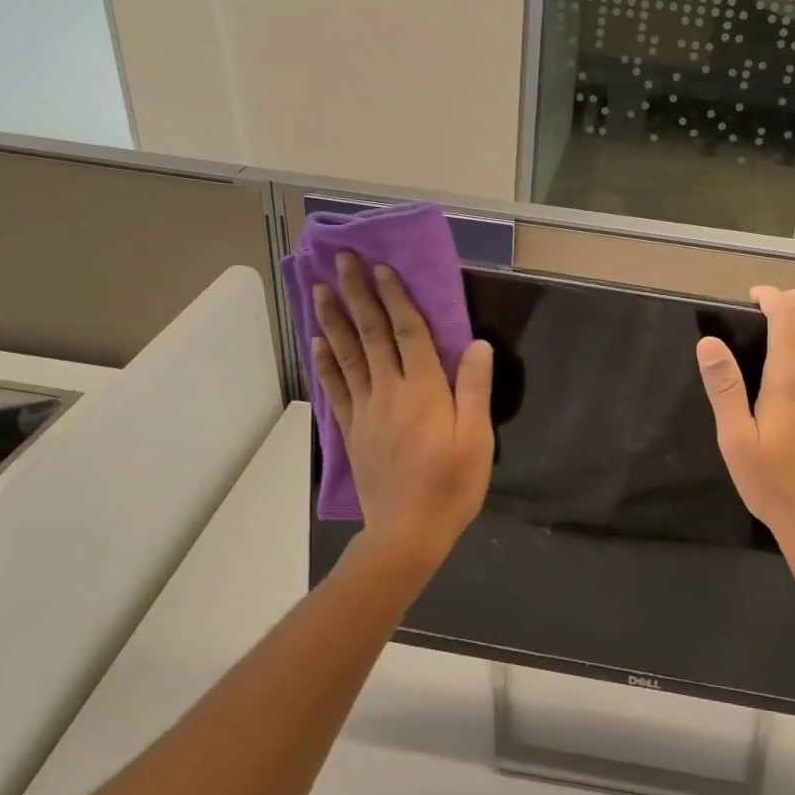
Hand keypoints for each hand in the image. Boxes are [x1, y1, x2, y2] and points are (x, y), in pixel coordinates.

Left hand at [310, 252, 494, 570]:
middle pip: (371, 335)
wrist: (407, 534)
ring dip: (333, 320)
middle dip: (357, 295)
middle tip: (340, 260)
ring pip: (347, 356)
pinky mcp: (352, 431)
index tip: (381, 267)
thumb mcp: (477, 439)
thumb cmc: (451, 486)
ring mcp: (366, 411)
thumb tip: (477, 344)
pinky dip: (324, 363)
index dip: (395, 297)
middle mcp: (390, 392)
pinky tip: (316, 342)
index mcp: (424, 390)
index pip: (408, 332)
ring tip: (320, 290)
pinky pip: (336, 389)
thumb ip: (474, 389)